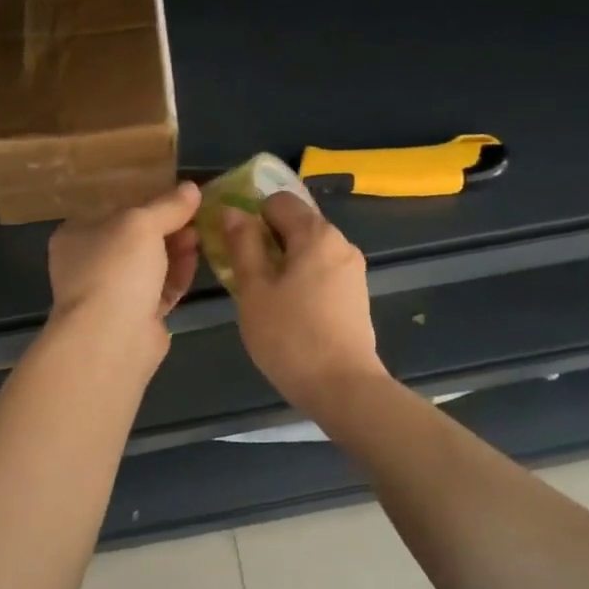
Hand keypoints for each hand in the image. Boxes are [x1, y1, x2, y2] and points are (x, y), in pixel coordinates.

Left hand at [47, 182, 201, 360]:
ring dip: (175, 249)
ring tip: (200, 236)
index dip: (147, 201)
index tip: (179, 195)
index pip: (114, 209)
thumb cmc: (116, 268)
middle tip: (195, 215)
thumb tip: (191, 188)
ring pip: (149, 264)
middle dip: (167, 226)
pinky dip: (177, 274)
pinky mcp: (135, 316)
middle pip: (135, 238)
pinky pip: (160, 289)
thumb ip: (168, 205)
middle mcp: (90, 263)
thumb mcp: (142, 224)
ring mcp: (111, 292)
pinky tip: (197, 260)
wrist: (111, 338)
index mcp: (77, 235)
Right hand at [222, 192, 383, 407]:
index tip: (234, 243)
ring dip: (283, 261)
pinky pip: (321, 270)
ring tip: (263, 294)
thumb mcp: (254, 289)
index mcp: (316, 234)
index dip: (251, 215)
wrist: (344, 388)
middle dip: (266, 239)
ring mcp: (353, 270)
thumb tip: (233, 211)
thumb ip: (242, 245)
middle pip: (296, 223)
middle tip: (243, 271)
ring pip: (308, 249)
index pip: (278, 200)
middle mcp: (340, 243)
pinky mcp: (356, 295)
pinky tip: (288, 309)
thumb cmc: (291, 336)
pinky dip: (301, 278)